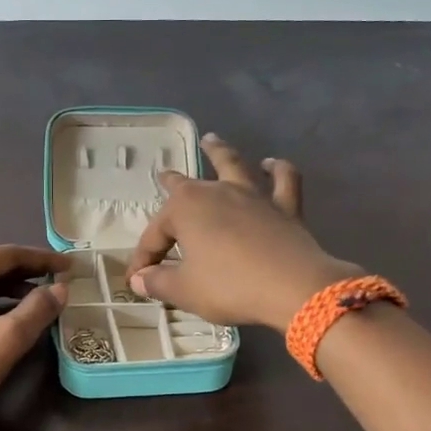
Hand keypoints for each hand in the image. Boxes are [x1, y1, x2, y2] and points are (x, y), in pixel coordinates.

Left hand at [0, 244, 69, 430]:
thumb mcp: (7, 338)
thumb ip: (38, 309)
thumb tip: (62, 289)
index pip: (5, 255)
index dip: (42, 259)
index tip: (70, 266)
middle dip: (27, 276)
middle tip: (60, 283)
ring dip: (11, 293)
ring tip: (42, 302)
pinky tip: (10, 320)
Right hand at [126, 136, 359, 330]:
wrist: (293, 288)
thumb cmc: (230, 286)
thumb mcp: (185, 291)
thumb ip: (158, 283)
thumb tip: (139, 279)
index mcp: (185, 209)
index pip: (155, 235)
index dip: (144, 258)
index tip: (137, 279)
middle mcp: (216, 193)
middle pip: (187, 186)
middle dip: (172, 182)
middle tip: (164, 174)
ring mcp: (253, 196)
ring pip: (233, 166)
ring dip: (220, 152)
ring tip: (211, 140)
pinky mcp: (285, 207)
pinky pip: (283, 180)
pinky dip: (278, 169)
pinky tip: (272, 164)